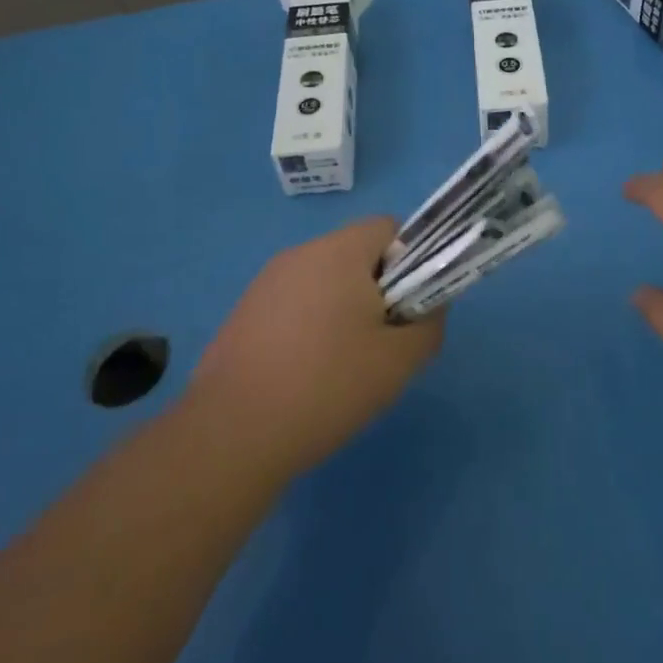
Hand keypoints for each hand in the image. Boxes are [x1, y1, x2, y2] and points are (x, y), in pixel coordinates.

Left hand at [186, 217, 444, 477]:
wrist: (232, 434)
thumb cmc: (327, 386)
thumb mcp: (399, 361)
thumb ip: (429, 324)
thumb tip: (429, 307)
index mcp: (339, 252)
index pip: (389, 228)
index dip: (412, 261)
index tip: (408, 307)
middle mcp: (300, 254)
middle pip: (356, 254)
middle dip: (378, 289)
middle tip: (382, 341)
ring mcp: (266, 282)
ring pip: (324, 281)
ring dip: (343, 310)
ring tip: (344, 365)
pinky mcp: (244, 312)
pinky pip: (294, 304)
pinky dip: (310, 326)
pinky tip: (306, 374)